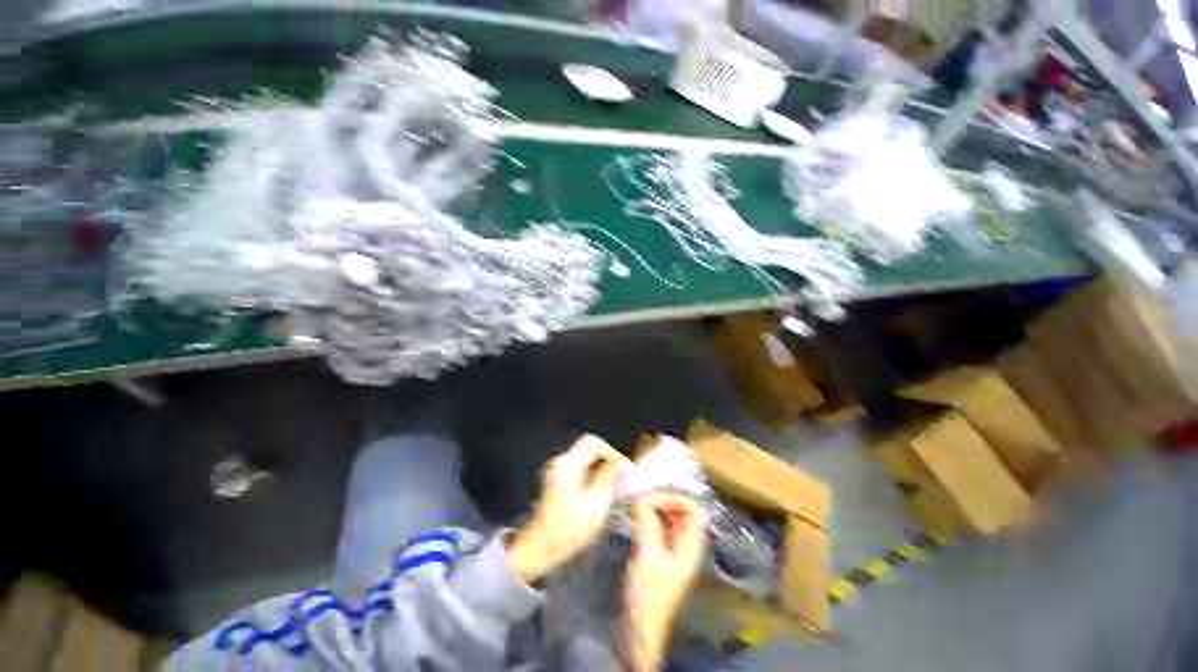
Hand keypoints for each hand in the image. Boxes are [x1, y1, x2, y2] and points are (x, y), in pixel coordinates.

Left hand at [508, 435, 630, 583]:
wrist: (538, 550)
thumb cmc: (569, 527)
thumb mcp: (596, 503)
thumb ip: (609, 478)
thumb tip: (621, 465)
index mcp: (568, 462)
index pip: (594, 443)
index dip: (613, 453)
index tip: (625, 470)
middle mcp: (561, 462)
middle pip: (589, 449)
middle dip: (608, 461)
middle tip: (623, 478)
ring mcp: (558, 472)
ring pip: (585, 461)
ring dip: (602, 470)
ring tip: (616, 487)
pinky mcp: (557, 484)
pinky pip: (580, 471)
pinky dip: (593, 477)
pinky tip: (602, 494)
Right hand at [622, 493, 707, 670]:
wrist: (640, 628)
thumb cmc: (648, 594)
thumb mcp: (648, 555)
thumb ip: (648, 524)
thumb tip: (643, 499)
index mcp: (691, 546)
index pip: (694, 511)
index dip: (676, 499)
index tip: (654, 498)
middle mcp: (686, 544)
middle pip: (683, 512)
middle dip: (665, 500)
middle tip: (643, 499)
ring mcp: (675, 549)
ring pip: (672, 518)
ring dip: (657, 508)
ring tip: (638, 505)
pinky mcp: (662, 553)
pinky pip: (661, 527)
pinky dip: (651, 518)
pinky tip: (637, 517)